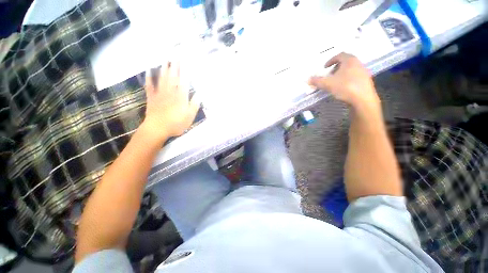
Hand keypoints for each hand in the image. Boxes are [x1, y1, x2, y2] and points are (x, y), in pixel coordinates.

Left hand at [142, 61, 199, 141]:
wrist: (157, 128)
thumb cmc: (176, 123)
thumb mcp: (190, 116)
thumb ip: (194, 104)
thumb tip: (199, 94)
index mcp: (181, 97)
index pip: (184, 81)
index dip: (185, 71)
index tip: (186, 61)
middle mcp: (170, 92)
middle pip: (173, 77)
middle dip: (175, 65)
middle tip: (175, 54)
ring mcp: (160, 94)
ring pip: (162, 78)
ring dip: (164, 68)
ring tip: (166, 59)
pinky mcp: (152, 97)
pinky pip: (150, 85)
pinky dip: (149, 77)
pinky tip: (148, 70)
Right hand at [308, 53, 379, 114]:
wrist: (363, 99)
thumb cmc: (345, 87)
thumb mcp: (328, 84)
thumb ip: (317, 81)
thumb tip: (307, 79)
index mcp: (350, 60)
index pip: (339, 55)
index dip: (331, 60)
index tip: (325, 67)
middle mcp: (358, 63)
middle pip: (346, 62)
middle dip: (336, 68)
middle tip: (329, 75)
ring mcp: (363, 72)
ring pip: (350, 70)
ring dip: (342, 74)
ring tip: (335, 82)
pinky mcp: (366, 81)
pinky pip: (355, 77)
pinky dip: (347, 79)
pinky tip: (343, 88)